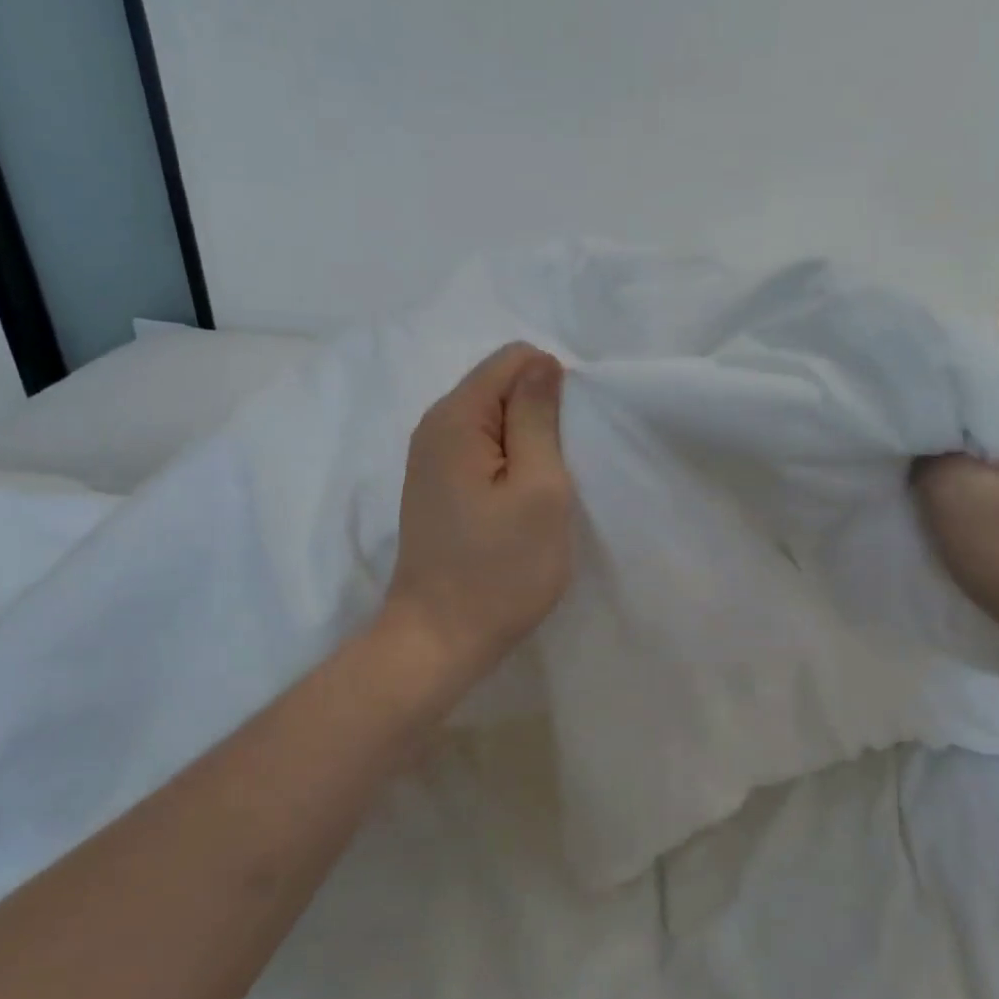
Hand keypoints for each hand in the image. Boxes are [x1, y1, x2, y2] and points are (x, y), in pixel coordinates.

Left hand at [382, 342, 575, 688]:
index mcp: (456, 417)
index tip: (567, 441)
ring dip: (527, 445)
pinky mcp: (436, 488)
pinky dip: (508, 466)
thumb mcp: (538, 489)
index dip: (552, 387)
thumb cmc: (499, 569)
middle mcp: (435, 427)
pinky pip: (481, 452)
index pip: (513, 359)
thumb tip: (542, 365)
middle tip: (559, 473)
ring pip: (494, 422)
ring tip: (543, 493)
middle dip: (540, 417)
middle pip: (501, 387)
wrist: (439, 639)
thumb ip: (538, 418)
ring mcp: (430, 459)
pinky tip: (519, 506)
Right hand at [911, 379, 998, 653]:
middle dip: (963, 434)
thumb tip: (925, 435)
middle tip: (921, 455)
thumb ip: (931, 449)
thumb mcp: (951, 493)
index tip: (915, 424)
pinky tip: (981, 507)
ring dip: (982, 462)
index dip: (946, 400)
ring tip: (946, 483)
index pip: (993, 382)